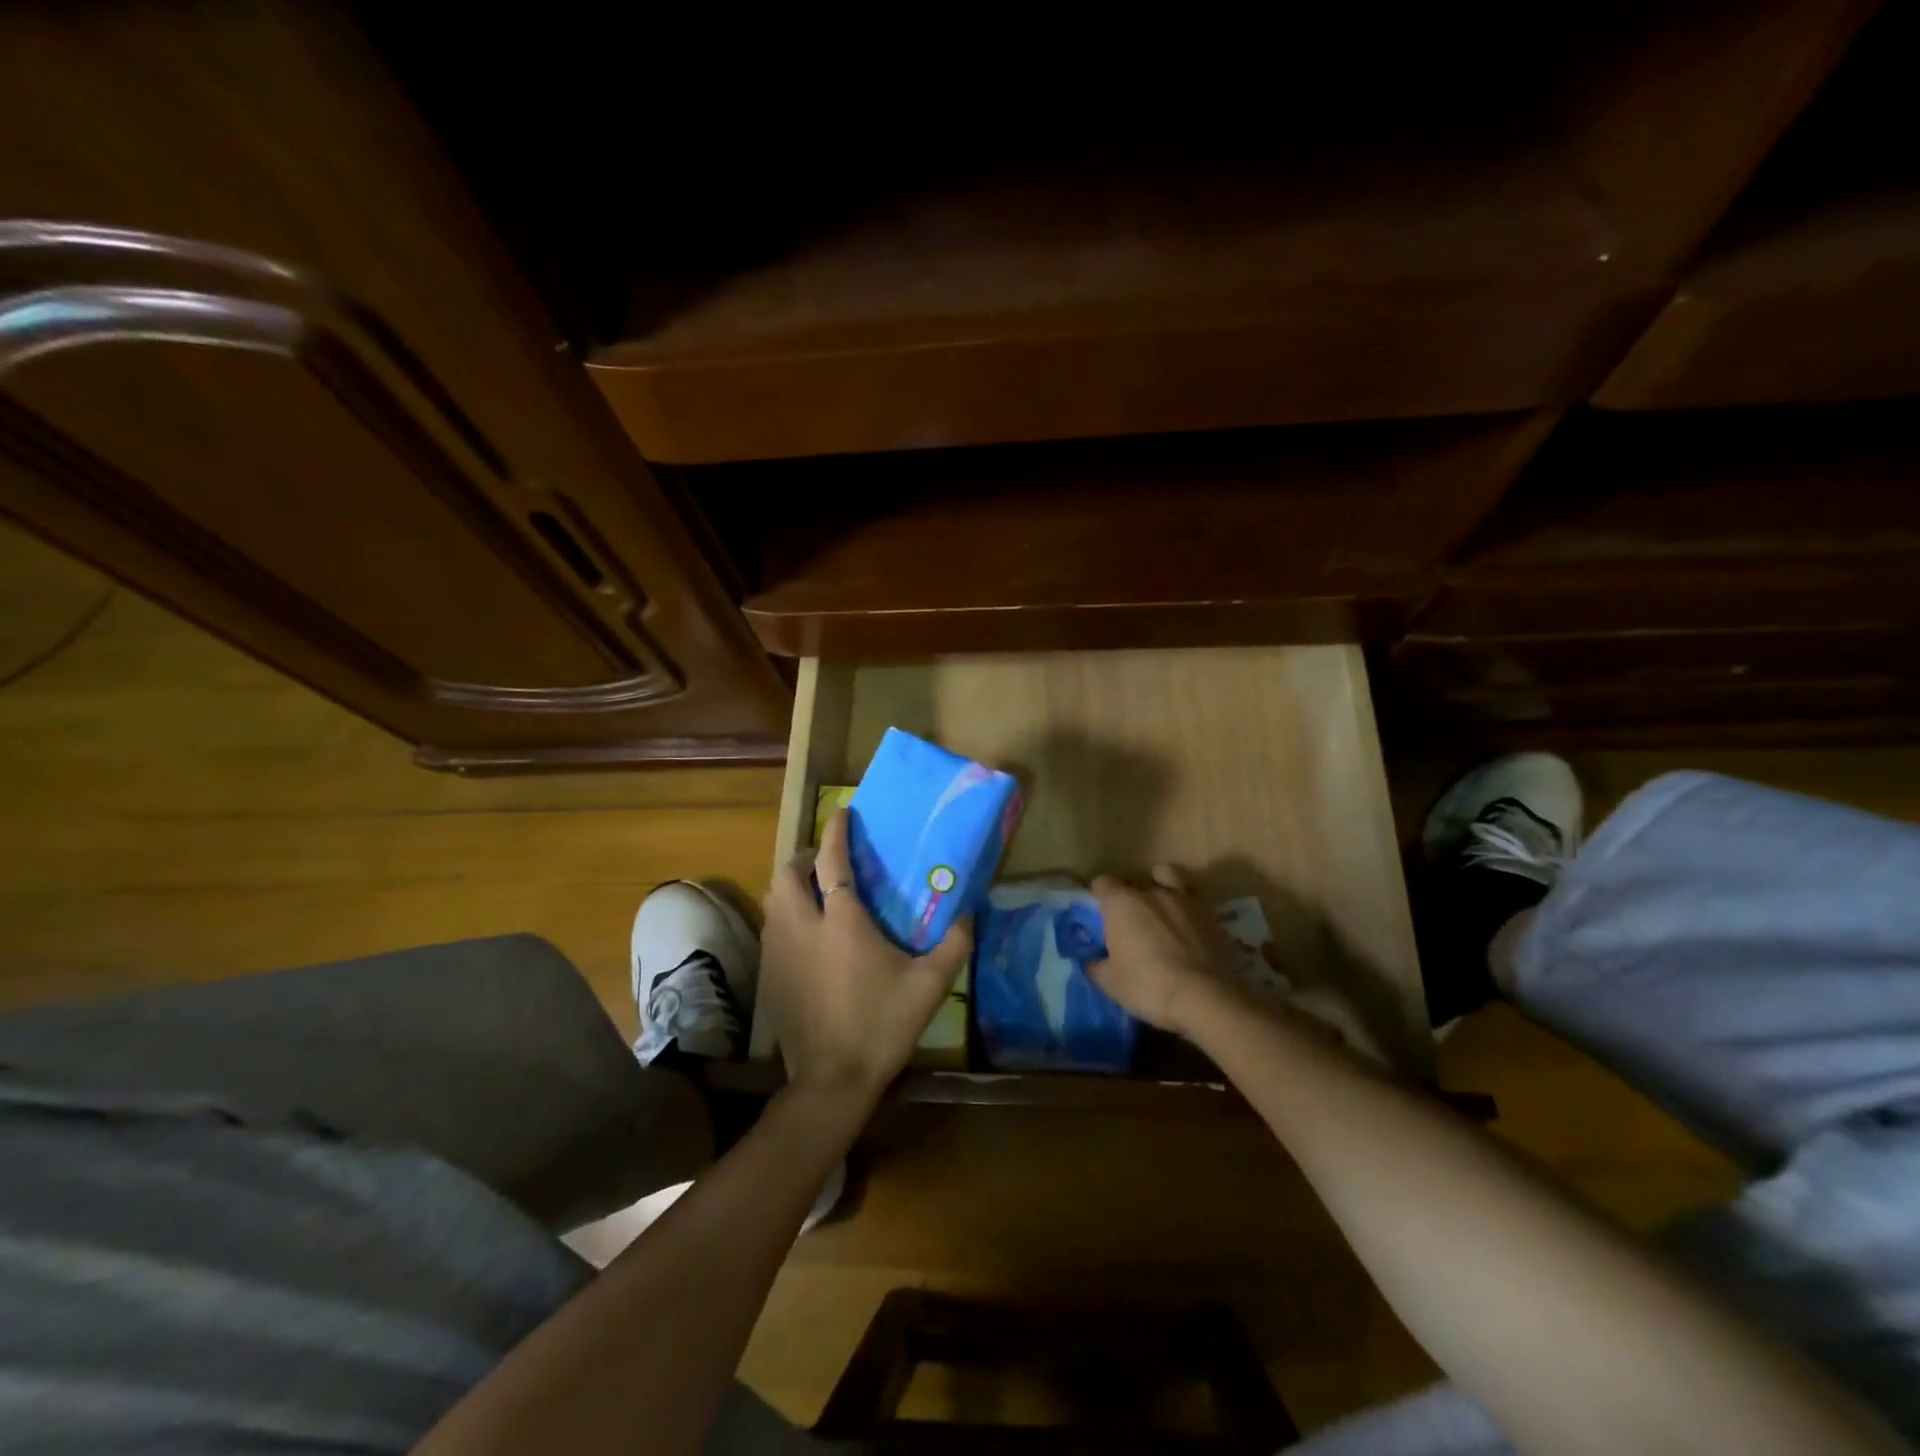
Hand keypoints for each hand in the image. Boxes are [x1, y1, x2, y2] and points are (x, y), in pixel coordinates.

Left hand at [759, 809, 972, 1104]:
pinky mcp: (769, 975)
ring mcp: (779, 951)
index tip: (843, 813)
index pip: (832, 861)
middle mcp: (803, 927)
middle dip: (805, 857)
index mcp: (842, 921)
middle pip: (788, 874)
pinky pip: (772, 927)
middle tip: (828, 861)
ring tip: (817, 892)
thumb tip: (969, 913)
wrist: (831, 1079)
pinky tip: (807, 935)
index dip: (836, 832)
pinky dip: (785, 915)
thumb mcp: (929, 986)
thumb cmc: (881, 1025)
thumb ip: (954, 945)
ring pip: (774, 900)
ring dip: (792, 885)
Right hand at [1087, 865, 1244, 1036]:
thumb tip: (1093, 961)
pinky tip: (1187, 924)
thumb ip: (1096, 966)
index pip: (1102, 883)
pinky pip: (1193, 898)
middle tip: (1129, 918)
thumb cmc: (1147, 985)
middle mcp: (1151, 891)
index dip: (1099, 895)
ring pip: (1167, 875)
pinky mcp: (1210, 913)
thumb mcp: (1110, 983)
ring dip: (1160, 885)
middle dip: (1129, 894)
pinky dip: (1186, 905)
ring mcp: (1183, 898)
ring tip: (1160, 907)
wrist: (1204, 997)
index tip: (1099, 913)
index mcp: (1121, 902)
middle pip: (1134, 880)